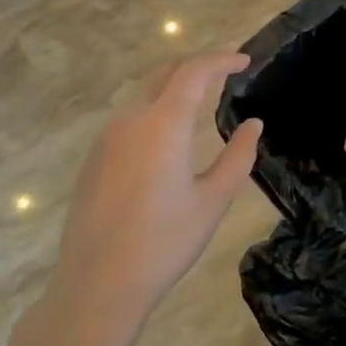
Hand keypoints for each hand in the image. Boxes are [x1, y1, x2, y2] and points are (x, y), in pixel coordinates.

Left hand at [10, 54, 262, 345]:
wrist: (96, 286)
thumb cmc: (163, 243)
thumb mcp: (213, 200)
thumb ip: (238, 156)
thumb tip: (252, 125)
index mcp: (163, 124)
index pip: (195, 71)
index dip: (222, 59)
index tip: (244, 60)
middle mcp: (131, 120)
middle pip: (165, 73)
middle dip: (197, 65)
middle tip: (225, 73)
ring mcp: (107, 138)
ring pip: (144, 93)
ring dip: (173, 86)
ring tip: (200, 100)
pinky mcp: (93, 158)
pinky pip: (129, 117)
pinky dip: (154, 108)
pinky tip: (167, 135)